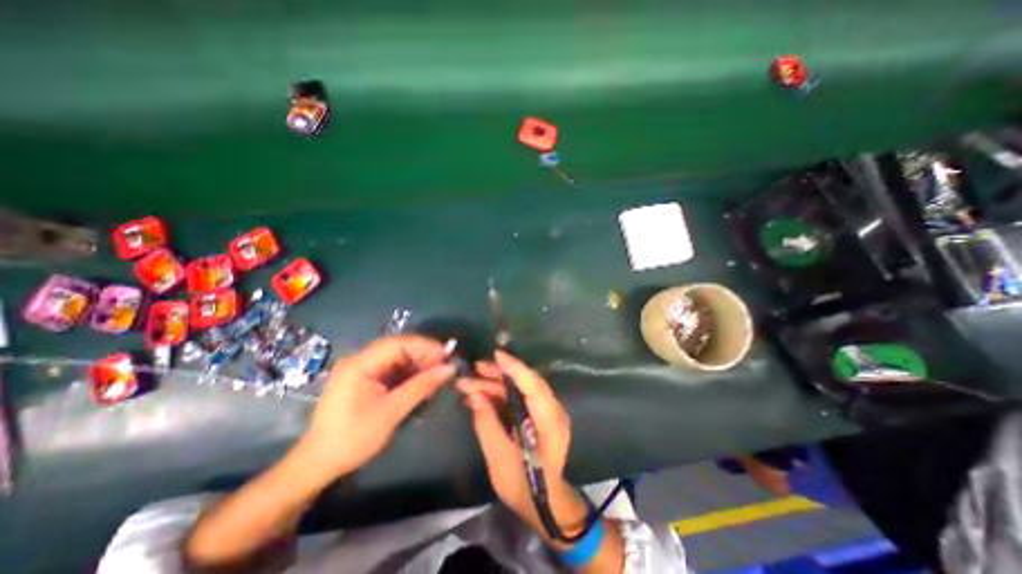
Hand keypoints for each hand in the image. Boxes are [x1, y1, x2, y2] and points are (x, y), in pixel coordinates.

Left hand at [296, 333, 454, 481]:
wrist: (319, 463)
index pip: (398, 343)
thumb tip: (449, 368)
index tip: (446, 356)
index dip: (425, 346)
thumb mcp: (392, 412)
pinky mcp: (365, 379)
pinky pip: (392, 369)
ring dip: (418, 365)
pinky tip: (421, 384)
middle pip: (398, 348)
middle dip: (423, 355)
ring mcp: (361, 369)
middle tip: (444, 367)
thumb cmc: (353, 438)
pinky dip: (408, 374)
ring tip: (436, 377)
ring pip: (397, 357)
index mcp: (360, 364)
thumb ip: (421, 386)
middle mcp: (360, 360)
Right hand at [458, 349, 591, 542]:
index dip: (515, 368)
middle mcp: (553, 411)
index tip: (496, 355)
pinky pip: (520, 396)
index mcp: (550, 423)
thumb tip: (473, 394)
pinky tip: (481, 394)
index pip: (534, 386)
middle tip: (474, 369)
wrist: (544, 503)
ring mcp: (548, 411)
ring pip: (521, 387)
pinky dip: (500, 393)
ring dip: (496, 383)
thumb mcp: (499, 458)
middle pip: (527, 382)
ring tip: (470, 382)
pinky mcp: (539, 414)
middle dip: (499, 374)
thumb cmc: (524, 487)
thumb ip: (487, 423)